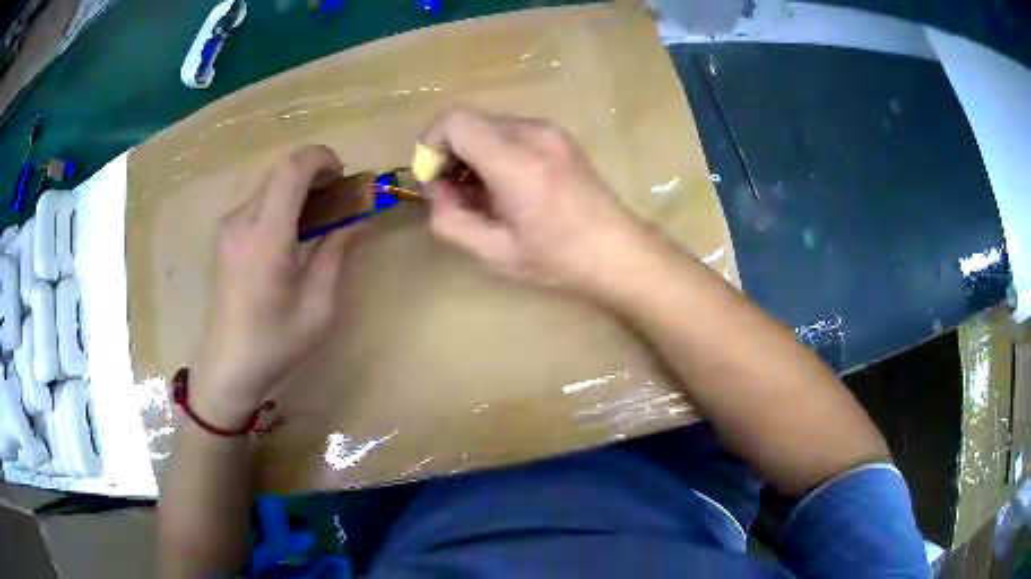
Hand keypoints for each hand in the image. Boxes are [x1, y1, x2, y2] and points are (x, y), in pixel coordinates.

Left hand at [189, 145, 363, 427]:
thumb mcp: (318, 305)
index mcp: (266, 239)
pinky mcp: (224, 234)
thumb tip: (358, 219)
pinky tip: (292, 230)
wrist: (228, 364)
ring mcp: (228, 226)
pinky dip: (281, 200)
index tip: (343, 176)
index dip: (322, 158)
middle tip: (337, 197)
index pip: (291, 169)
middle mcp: (242, 221)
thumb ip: (336, 253)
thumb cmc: (276, 342)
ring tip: (317, 215)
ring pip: (268, 181)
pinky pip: (257, 199)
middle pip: (280, 169)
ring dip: (297, 185)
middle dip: (314, 171)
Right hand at [421, 105, 650, 294]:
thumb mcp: (493, 253)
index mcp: (516, 162)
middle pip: (468, 120)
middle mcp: (533, 133)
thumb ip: (449, 220)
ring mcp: (550, 130)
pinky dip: (494, 150)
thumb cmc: (558, 259)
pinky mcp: (559, 135)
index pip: (454, 121)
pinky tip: (506, 184)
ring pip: (488, 125)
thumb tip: (436, 189)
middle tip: (456, 194)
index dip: (431, 145)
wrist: (619, 251)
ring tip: (483, 194)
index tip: (435, 180)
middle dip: (449, 153)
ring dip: (472, 153)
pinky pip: (510, 131)